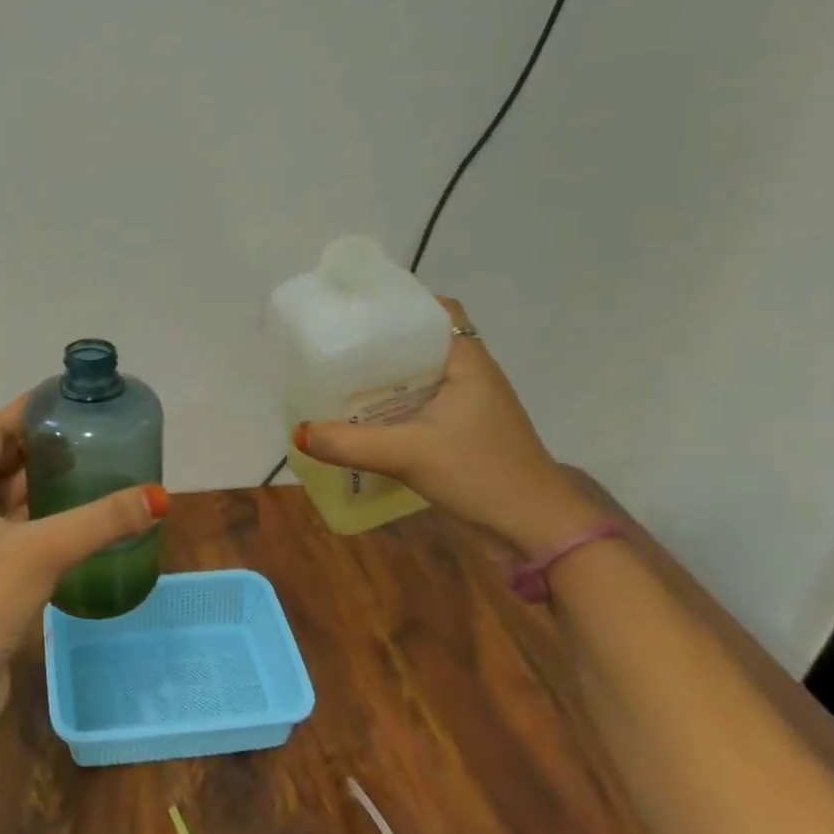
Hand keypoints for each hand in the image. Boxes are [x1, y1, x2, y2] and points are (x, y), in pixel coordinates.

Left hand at [0, 394, 168, 727]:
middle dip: (39, 451)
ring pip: (6, 505)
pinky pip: (13, 537)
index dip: (23, 413)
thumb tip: (158, 497)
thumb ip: (100, 521)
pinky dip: (40, 524)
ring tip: (88, 470)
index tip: (60, 397)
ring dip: (41, 489)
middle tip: (86, 434)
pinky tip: (76, 524)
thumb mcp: (42, 550)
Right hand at [293, 297, 600, 556]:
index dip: (398, 303)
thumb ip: (349, 443)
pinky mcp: (462, 432)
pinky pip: (420, 403)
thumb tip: (298, 433)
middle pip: (420, 342)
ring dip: (385, 376)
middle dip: (379, 341)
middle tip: (335, 342)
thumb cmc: (481, 475)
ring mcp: (468, 405)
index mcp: (467, 361)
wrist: (535, 530)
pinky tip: (361, 415)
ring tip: (338, 374)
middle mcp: (469, 375)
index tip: (356, 308)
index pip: (435, 311)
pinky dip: (393, 403)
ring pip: (419, 375)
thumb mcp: (408, 455)